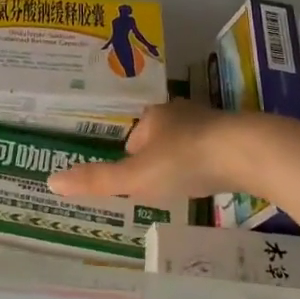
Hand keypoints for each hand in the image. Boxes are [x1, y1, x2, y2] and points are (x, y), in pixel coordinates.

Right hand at [47, 99, 297, 200]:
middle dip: (157, 156)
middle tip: (155, 184)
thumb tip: (51, 182)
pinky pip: (215, 151)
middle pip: (161, 136)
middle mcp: (181, 113)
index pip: (134, 135)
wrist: (249, 152)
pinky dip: (209, 165)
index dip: (130, 156)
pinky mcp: (238, 137)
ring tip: (182, 185)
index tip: (131, 178)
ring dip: (184, 160)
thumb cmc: (185, 160)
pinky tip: (212, 182)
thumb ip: (97, 180)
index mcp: (154, 116)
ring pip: (189, 142)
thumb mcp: (136, 176)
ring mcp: (212, 124)